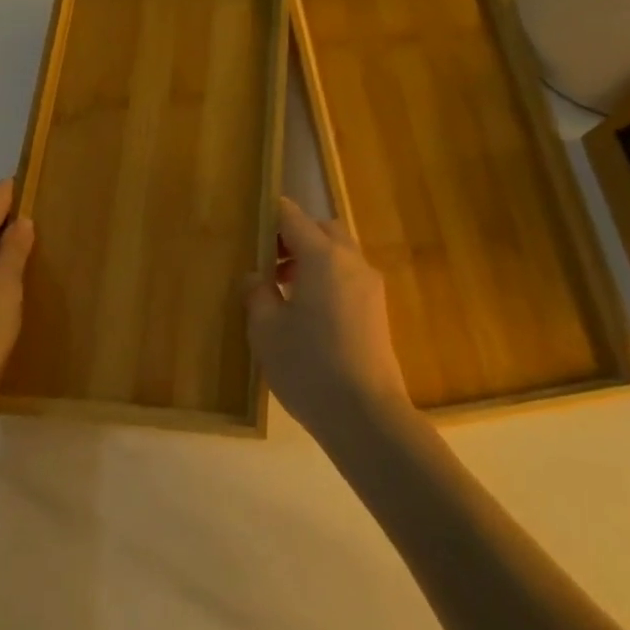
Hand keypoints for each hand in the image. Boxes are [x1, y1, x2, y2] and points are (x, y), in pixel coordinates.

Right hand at [245, 197, 410, 442]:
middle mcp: (351, 262)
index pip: (294, 217)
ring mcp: (369, 286)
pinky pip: (349, 277)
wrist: (365, 414)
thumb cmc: (308, 365)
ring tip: (284, 289)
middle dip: (296, 236)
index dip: (272, 215)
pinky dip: (328, 278)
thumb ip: (257, 293)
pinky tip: (308, 312)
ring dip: (313, 259)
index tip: (252, 225)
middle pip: (323, 230)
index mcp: (323, 257)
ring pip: (339, 253)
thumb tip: (256, 277)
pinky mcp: (377, 310)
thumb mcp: (266, 329)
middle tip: (269, 261)